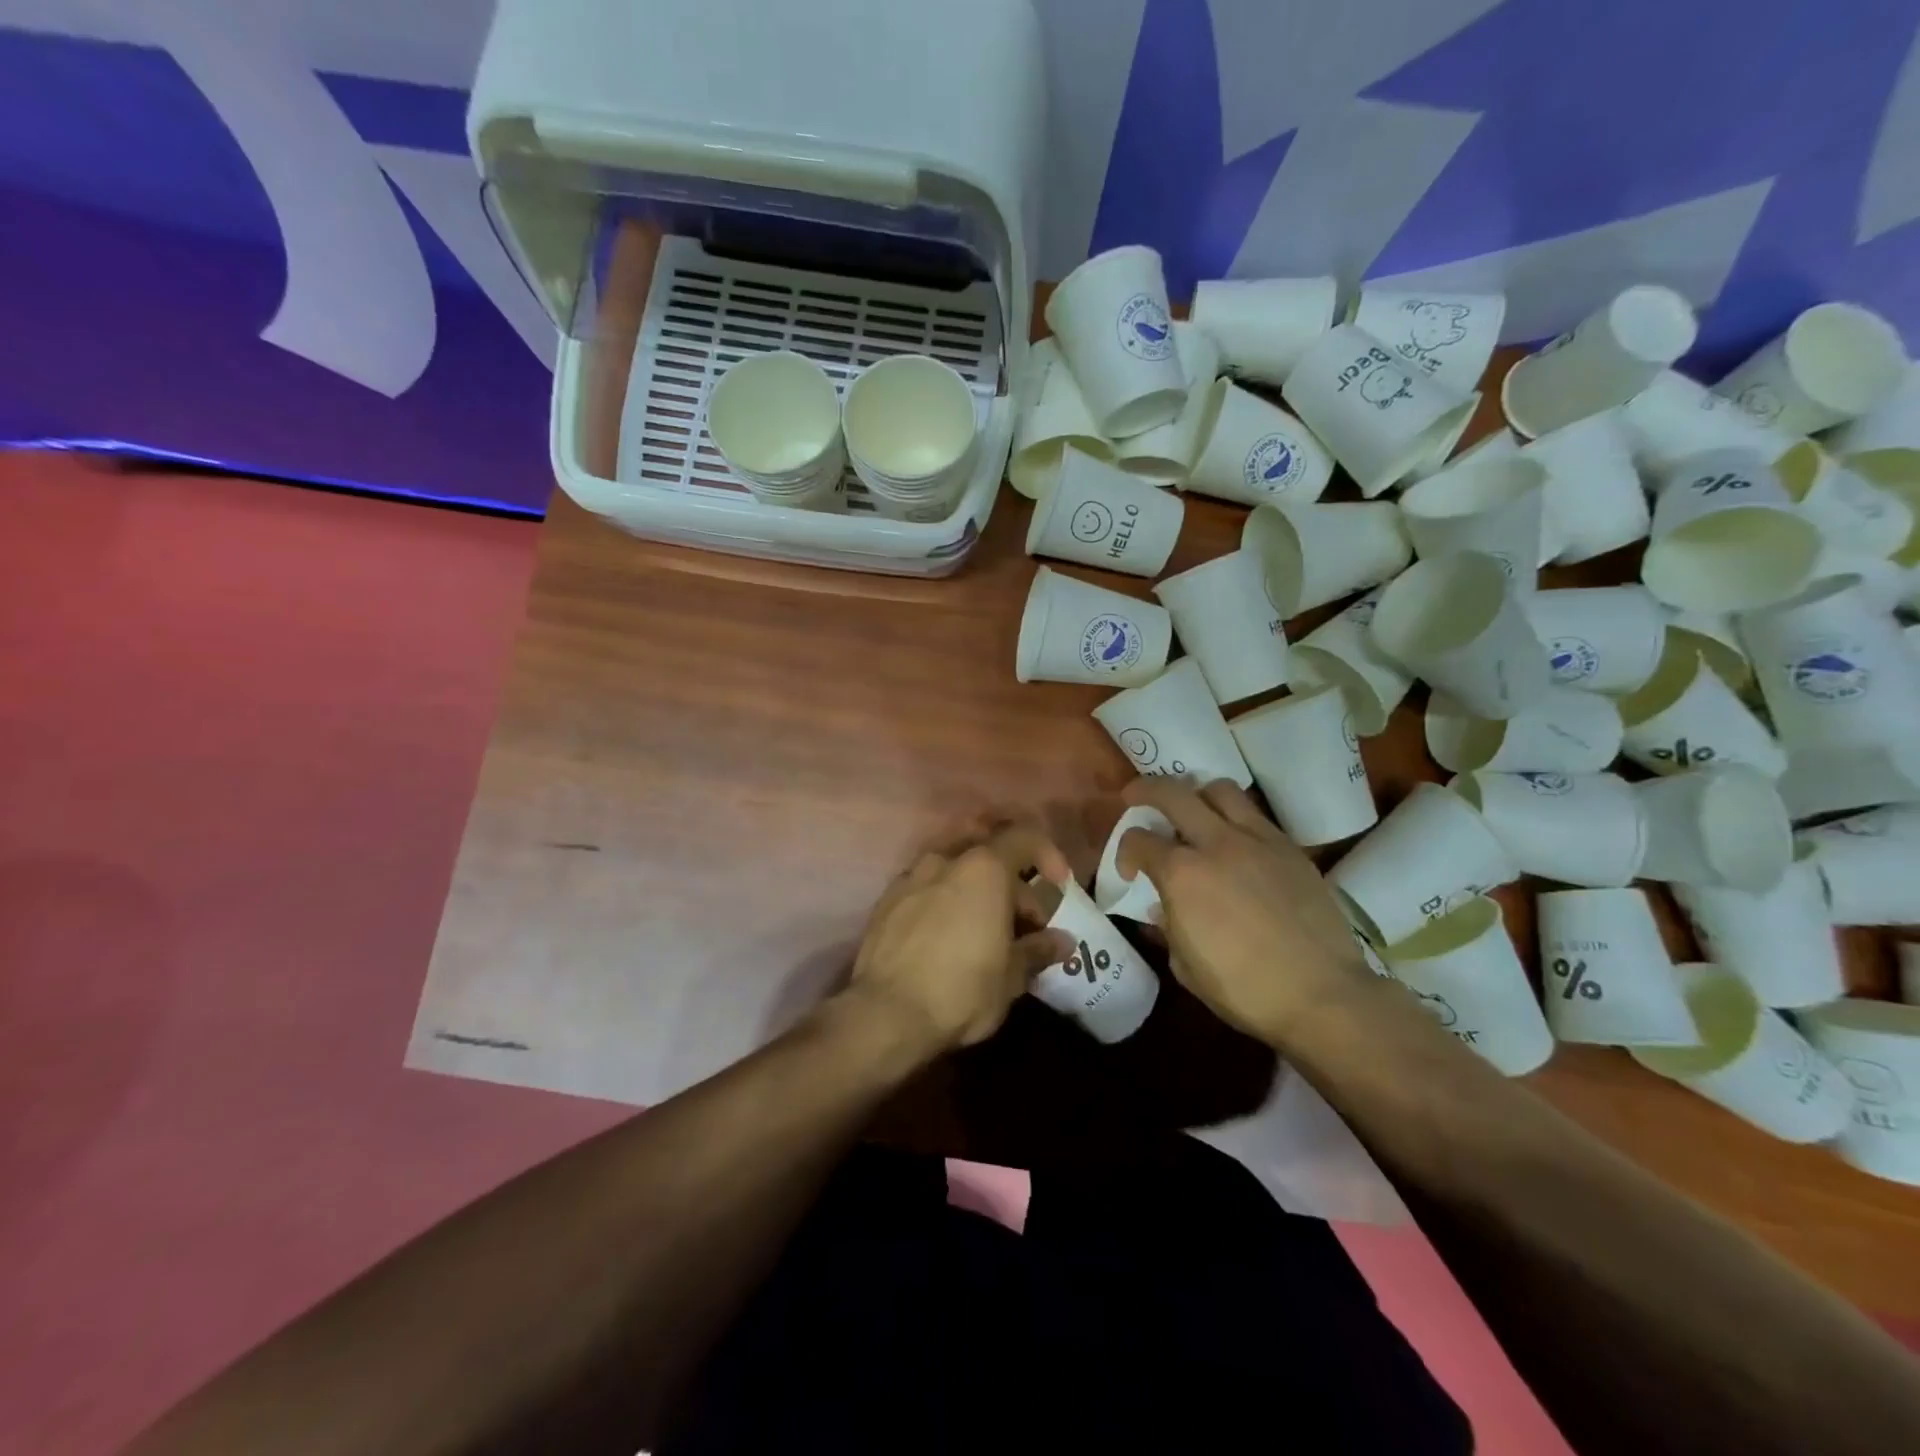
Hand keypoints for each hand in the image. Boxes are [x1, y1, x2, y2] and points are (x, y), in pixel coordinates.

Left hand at [847, 824, 1073, 1054]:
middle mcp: (945, 860)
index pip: (1025, 838)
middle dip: (1013, 885)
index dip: (1049, 857)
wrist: (884, 1014)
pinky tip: (948, 937)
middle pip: (990, 855)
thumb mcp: (1011, 976)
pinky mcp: (886, 901)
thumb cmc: (961, 989)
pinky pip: (927, 888)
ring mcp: (910, 877)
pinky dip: (946, 902)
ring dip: (977, 891)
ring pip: (955, 870)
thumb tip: (1062, 941)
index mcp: (984, 868)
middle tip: (1026, 925)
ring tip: (986, 931)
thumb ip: (1038, 949)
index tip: (1059, 887)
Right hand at [1119, 780, 1374, 1045]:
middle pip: (1172, 793)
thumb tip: (1165, 907)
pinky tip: (1235, 842)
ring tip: (1194, 813)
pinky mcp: (1289, 848)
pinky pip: (1255, 815)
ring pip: (1219, 789)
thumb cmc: (1244, 990)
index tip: (1130, 871)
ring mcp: (1257, 840)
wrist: (1322, 995)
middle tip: (1136, 797)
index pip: (1138, 840)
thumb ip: (1169, 927)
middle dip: (1145, 790)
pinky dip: (1235, 818)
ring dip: (1197, 795)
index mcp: (1181, 875)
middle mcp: (1215, 843)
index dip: (1124, 851)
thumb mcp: (1185, 966)